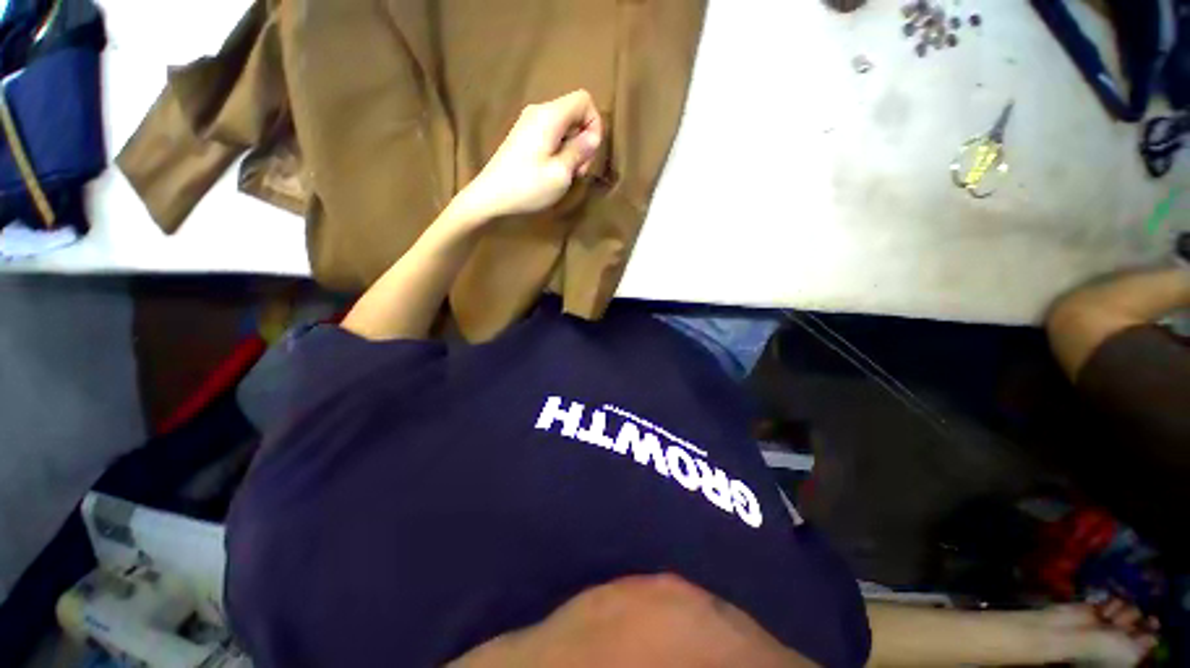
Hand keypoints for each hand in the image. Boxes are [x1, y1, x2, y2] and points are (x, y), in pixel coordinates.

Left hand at [457, 90, 602, 221]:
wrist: (490, 197)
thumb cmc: (528, 186)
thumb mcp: (561, 173)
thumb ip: (580, 151)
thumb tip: (593, 137)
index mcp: (550, 115)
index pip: (584, 99)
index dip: (595, 123)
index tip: (590, 152)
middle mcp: (539, 111)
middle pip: (575, 113)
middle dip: (584, 140)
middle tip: (579, 170)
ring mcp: (529, 123)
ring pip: (565, 126)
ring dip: (573, 148)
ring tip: (567, 174)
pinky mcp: (524, 136)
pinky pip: (552, 134)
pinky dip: (560, 150)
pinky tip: (555, 171)